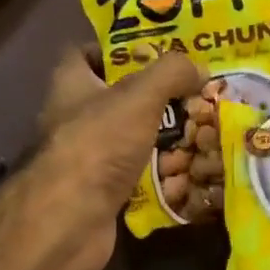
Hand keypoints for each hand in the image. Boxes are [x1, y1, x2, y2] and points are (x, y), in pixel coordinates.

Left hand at [22, 48, 205, 269]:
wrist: (70, 220)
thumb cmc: (98, 145)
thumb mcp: (139, 96)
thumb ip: (170, 74)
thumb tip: (198, 65)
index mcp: (70, 85)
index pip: (83, 54)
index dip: (115, 49)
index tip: (153, 52)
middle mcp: (72, 120)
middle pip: (113, 100)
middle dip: (151, 98)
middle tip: (192, 94)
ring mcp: (85, 161)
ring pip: (127, 141)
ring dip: (159, 138)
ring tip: (200, 131)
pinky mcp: (99, 195)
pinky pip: (135, 178)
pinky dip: (158, 176)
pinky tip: (188, 173)